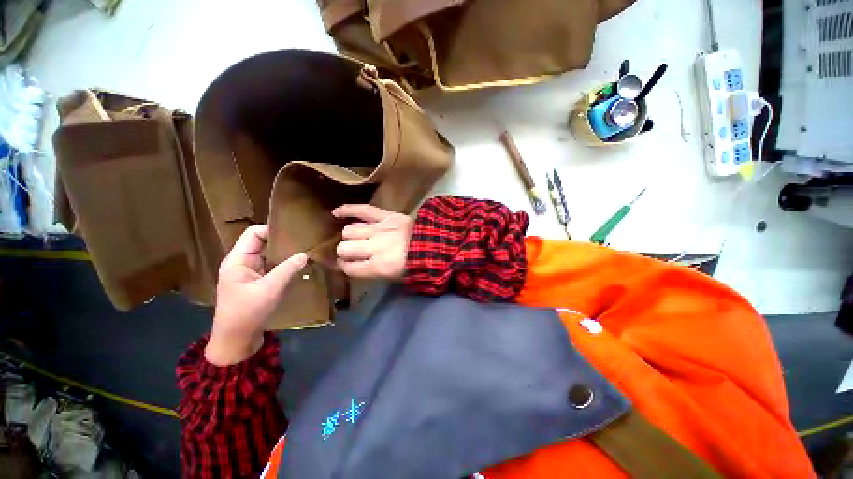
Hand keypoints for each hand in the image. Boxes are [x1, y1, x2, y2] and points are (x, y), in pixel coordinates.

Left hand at [205, 225, 307, 365]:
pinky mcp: (257, 281)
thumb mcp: (270, 289)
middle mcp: (242, 262)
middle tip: (304, 239)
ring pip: (268, 254)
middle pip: (262, 242)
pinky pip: (271, 266)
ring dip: (284, 252)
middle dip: (282, 240)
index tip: (295, 230)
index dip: (272, 229)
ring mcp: (249, 272)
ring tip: (305, 249)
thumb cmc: (247, 313)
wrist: (236, 340)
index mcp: (237, 260)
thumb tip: (305, 254)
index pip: (253, 233)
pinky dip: (284, 263)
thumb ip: (287, 269)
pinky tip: (298, 264)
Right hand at [333, 204, 412, 280]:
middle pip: (344, 248)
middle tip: (352, 252)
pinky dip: (348, 209)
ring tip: (355, 238)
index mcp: (378, 267)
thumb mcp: (394, 277)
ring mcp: (380, 229)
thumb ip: (371, 272)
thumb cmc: (414, 265)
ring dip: (349, 236)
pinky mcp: (386, 215)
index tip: (346, 265)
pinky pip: (362, 209)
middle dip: (345, 252)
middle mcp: (375, 247)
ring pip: (350, 230)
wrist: (434, 246)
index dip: (345, 267)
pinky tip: (336, 212)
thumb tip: (352, 265)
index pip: (348, 268)